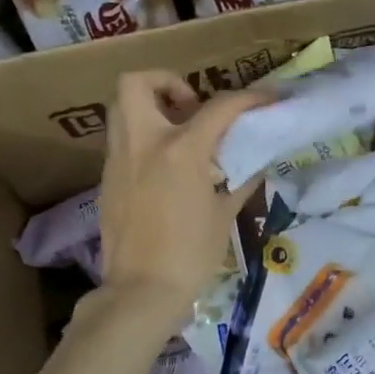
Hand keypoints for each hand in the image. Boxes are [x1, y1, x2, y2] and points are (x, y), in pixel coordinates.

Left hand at [97, 71, 267, 319]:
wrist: (141, 291)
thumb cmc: (191, 255)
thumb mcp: (224, 215)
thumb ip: (240, 180)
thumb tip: (255, 162)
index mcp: (180, 151)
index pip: (219, 107)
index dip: (249, 97)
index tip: (268, 98)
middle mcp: (143, 144)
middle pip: (138, 83)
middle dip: (166, 82)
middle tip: (191, 106)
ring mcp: (119, 160)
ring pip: (121, 108)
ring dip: (150, 107)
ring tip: (177, 133)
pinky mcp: (107, 180)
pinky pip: (121, 140)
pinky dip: (143, 138)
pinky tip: (164, 168)